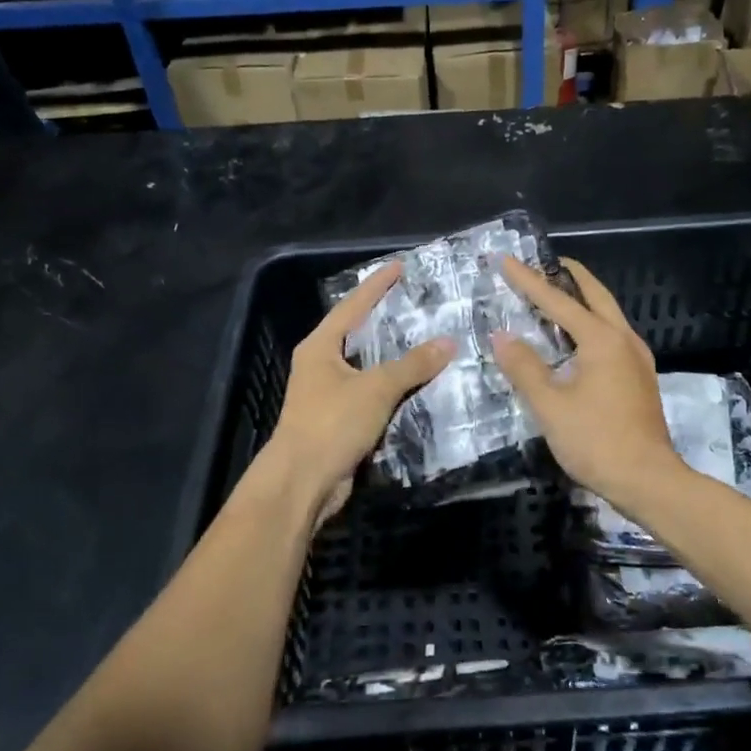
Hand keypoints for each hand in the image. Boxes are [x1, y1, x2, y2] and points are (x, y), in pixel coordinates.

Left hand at [263, 263, 453, 524]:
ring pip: (367, 367)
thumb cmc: (331, 424)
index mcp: (320, 347)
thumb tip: (448, 341)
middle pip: (358, 334)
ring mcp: (328, 395)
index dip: (376, 286)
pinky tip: (419, 384)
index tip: (399, 266)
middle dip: (385, 319)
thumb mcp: (375, 389)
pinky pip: (372, 395)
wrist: (302, 483)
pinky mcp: (340, 421)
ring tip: (425, 338)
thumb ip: (412, 365)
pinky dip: (393, 388)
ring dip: (394, 357)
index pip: (352, 307)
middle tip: (416, 301)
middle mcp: (321, 365)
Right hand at [490, 257, 682, 503]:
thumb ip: (524, 367)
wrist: (649, 480)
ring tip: (557, 293)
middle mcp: (624, 339)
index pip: (557, 301)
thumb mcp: (550, 406)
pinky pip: (612, 335)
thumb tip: (502, 336)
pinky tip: (577, 338)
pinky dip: (591, 322)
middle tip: (543, 262)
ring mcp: (637, 358)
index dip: (528, 280)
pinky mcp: (640, 377)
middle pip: (595, 295)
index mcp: (602, 340)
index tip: (505, 259)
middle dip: (569, 275)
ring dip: (582, 298)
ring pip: (608, 314)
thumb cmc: (596, 441)